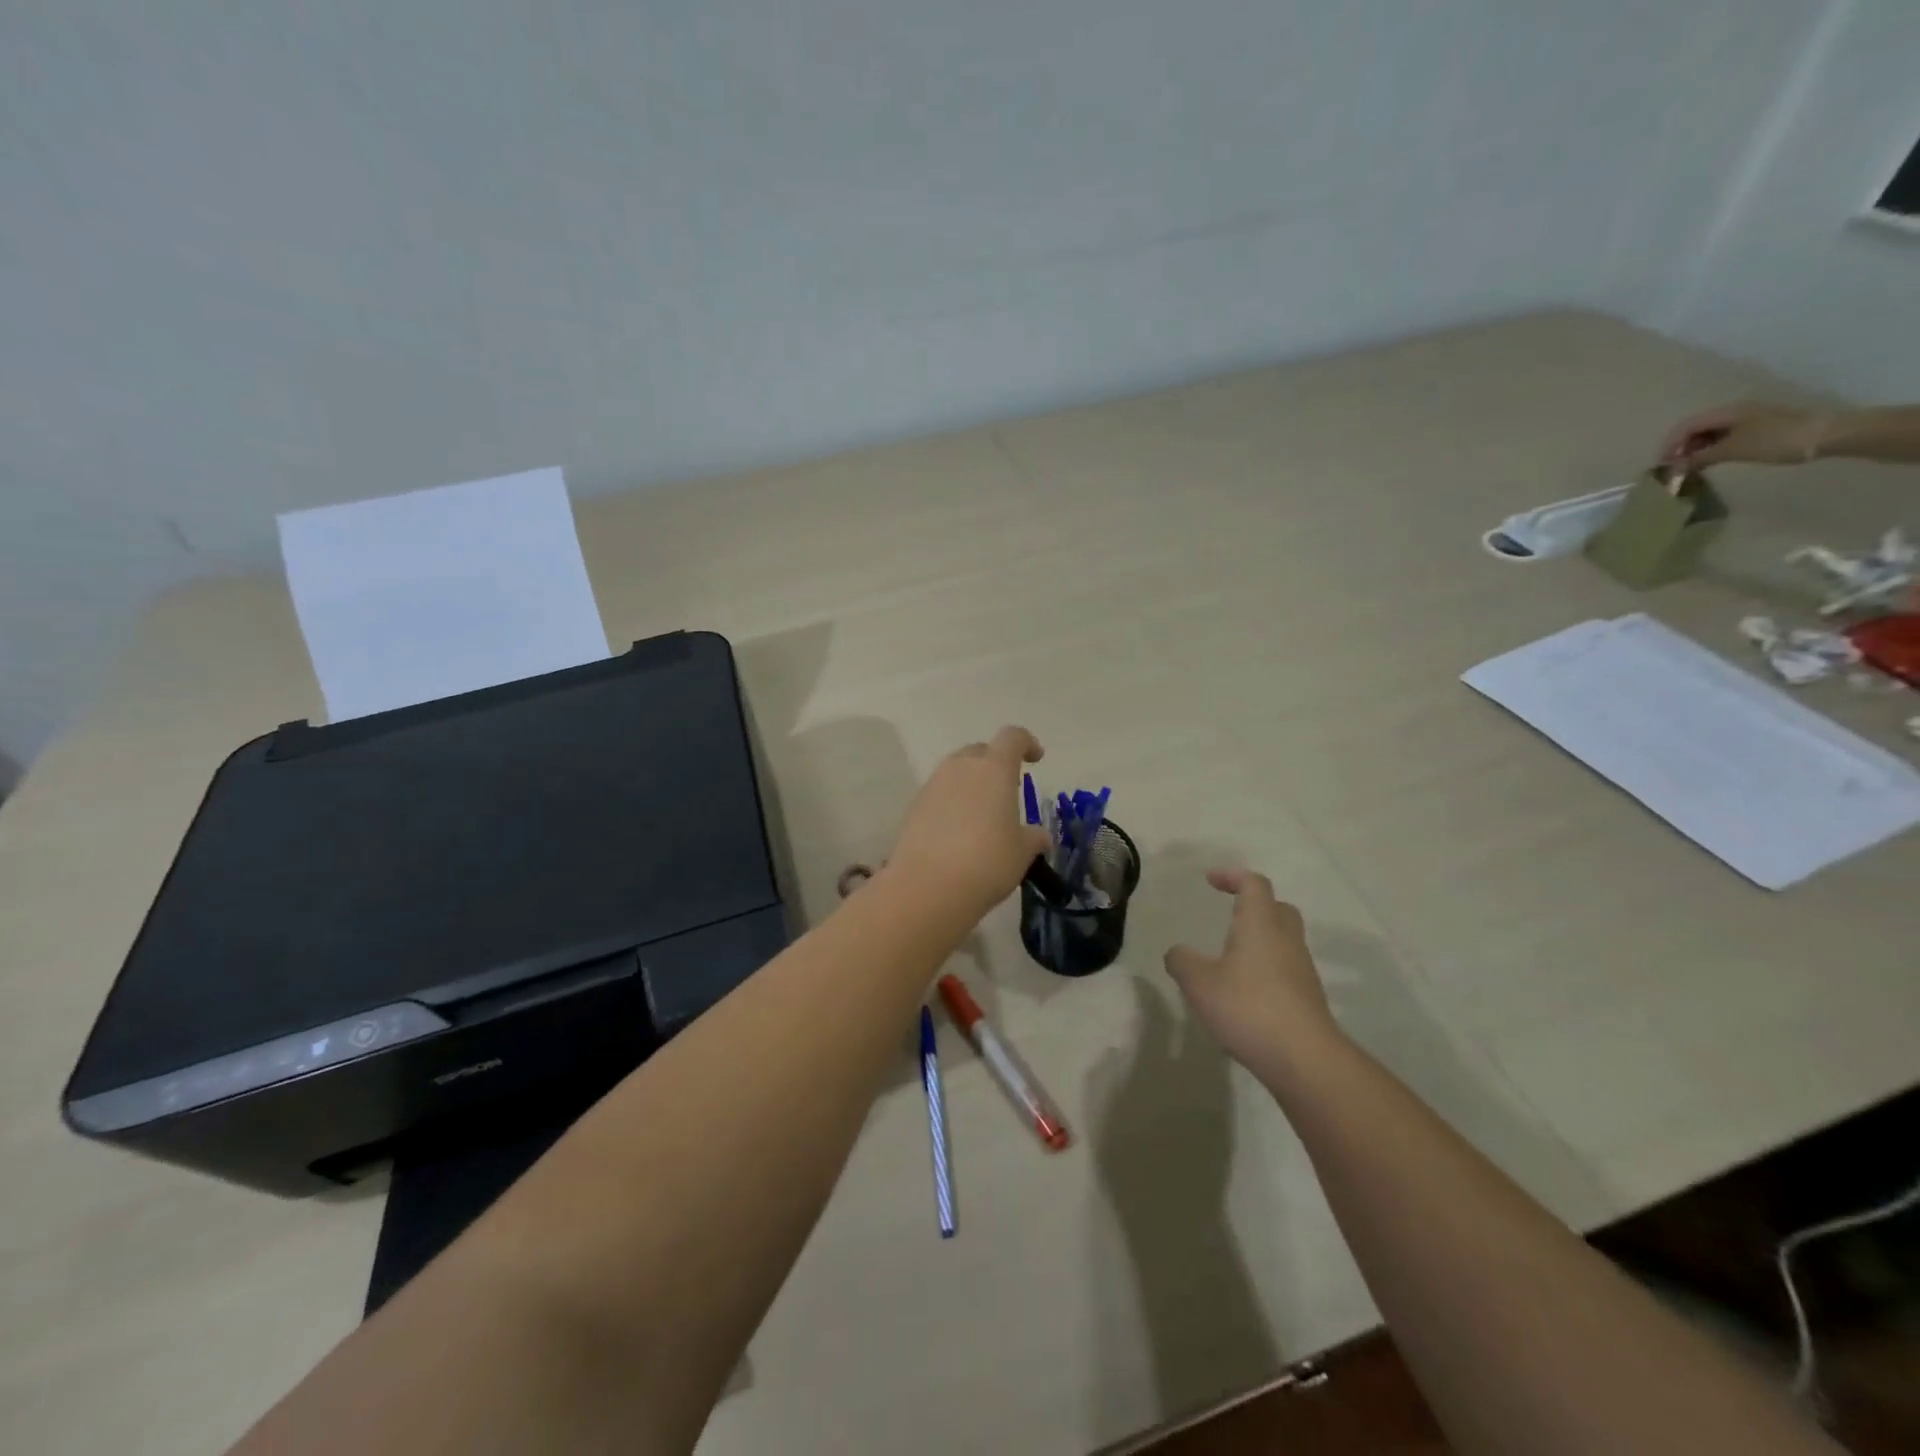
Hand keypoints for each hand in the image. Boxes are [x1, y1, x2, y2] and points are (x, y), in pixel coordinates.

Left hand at [885, 726, 1049, 924]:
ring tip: (983, 814)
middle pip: (980, 751)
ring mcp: (933, 785)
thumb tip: (1038, 836)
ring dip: (971, 784)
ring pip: (956, 772)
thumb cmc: (987, 862)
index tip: (1036, 759)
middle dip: (995, 763)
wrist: (928, 887)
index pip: (1012, 737)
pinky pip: (939, 794)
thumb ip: (1032, 838)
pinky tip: (958, 833)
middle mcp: (961, 768)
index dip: (1027, 743)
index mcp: (994, 769)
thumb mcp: (1022, 853)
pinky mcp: (914, 807)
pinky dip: (952, 803)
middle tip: (1006, 790)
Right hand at [1164, 869, 1340, 1074]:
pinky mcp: (1308, 998)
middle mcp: (1286, 940)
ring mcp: (1302, 970)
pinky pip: (1286, 969)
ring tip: (1231, 958)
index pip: (1254, 884)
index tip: (1211, 880)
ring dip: (1261, 940)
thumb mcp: (1199, 982)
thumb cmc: (1248, 1007)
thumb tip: (1177, 952)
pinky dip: (1266, 969)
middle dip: (1254, 905)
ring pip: (1284, 940)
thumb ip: (1182, 961)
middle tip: (1230, 914)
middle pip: (1278, 908)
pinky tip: (1245, 992)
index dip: (1233, 876)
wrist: (1305, 1059)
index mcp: (1260, 924)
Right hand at [1658, 402, 1828, 467]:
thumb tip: (1674, 467)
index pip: (1685, 427)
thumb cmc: (1775, 440)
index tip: (1662, 466)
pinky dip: (1710, 450)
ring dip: (1694, 450)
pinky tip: (1709, 462)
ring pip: (1709, 434)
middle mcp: (1733, 412)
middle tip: (1674, 469)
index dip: (1669, 445)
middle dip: (1680, 448)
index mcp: (1725, 412)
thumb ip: (1699, 457)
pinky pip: (1723, 438)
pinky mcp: (1756, 429)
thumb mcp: (1732, 450)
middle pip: (1695, 429)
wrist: (1825, 435)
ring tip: (1689, 468)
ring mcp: (1746, 420)